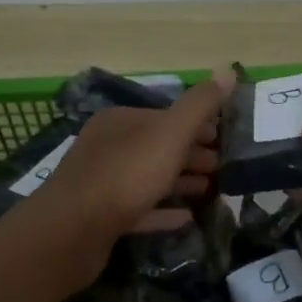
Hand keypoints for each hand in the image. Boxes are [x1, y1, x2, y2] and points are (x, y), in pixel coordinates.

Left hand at [15, 67, 231, 285]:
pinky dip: (163, 211)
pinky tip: (187, 218)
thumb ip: (200, 105)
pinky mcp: (101, 217)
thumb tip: (229, 70)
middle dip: (192, 154)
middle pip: (158, 146)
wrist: (71, 232)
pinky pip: (140, 209)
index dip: (198, 126)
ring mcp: (102, 183)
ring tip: (212, 190)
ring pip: (150, 177)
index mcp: (121, 121)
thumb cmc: (125, 174)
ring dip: (181, 181)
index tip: (225, 140)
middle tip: (224, 167)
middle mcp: (109, 146)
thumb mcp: (170, 134)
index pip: (166, 116)